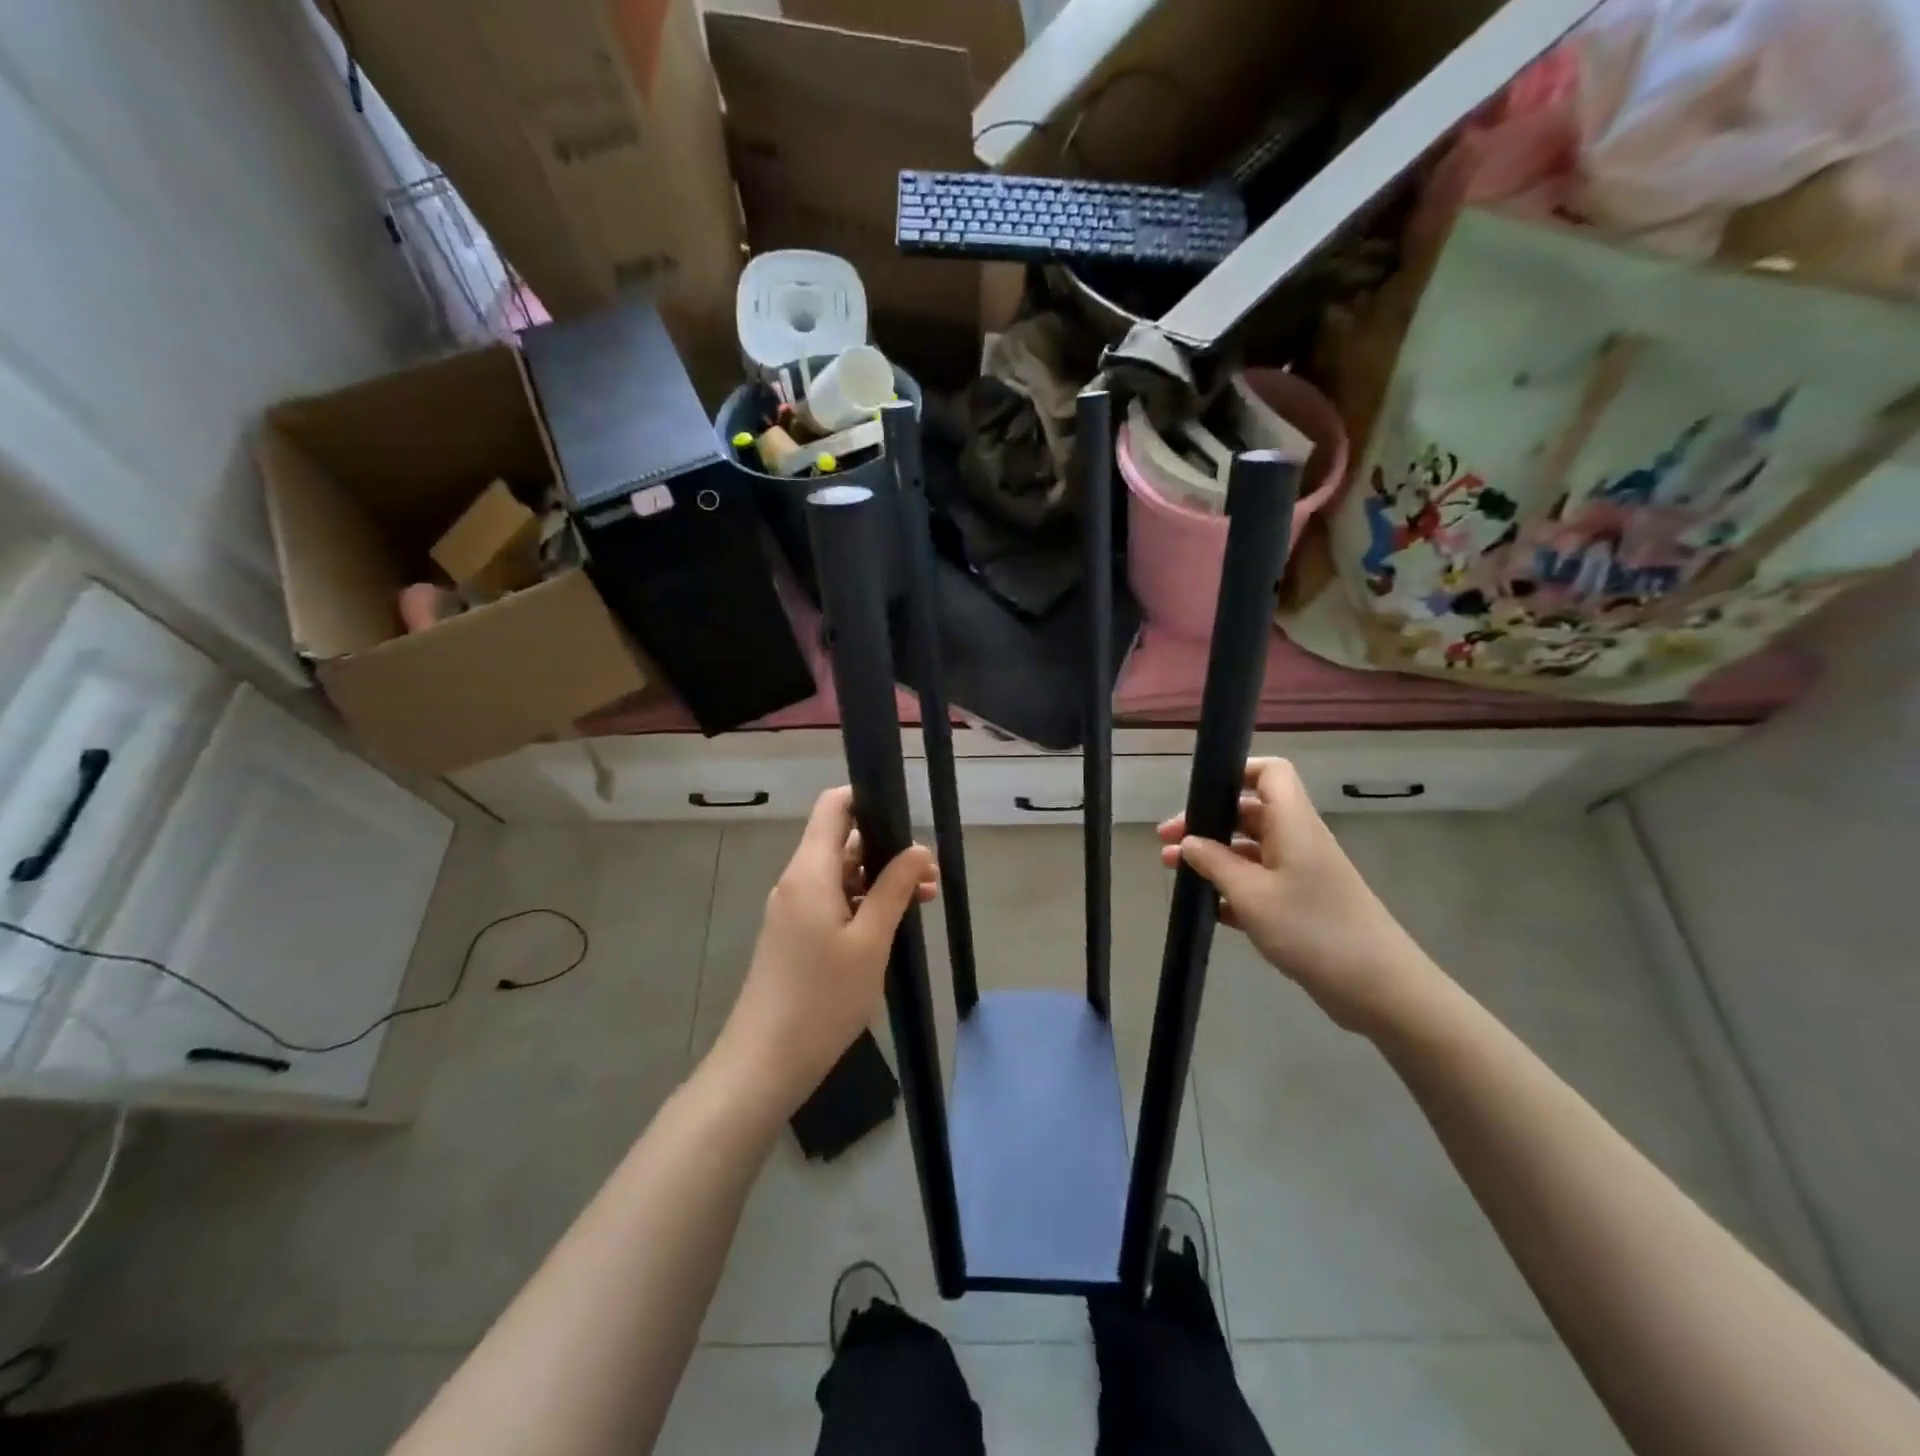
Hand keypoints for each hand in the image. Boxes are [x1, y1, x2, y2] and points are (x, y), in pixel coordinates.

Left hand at [713, 787, 935, 1118]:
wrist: (766, 1062)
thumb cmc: (823, 997)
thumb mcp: (871, 941)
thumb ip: (894, 888)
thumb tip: (918, 849)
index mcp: (810, 871)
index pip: (834, 806)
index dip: (868, 799)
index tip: (907, 817)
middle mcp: (797, 881)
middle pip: (842, 841)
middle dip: (887, 850)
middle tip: (930, 876)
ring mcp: (792, 909)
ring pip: (840, 874)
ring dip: (879, 880)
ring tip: (922, 902)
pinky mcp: (794, 935)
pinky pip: (831, 901)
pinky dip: (862, 903)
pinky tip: (891, 925)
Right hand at [1157, 758, 1441, 1032]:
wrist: (1377, 988)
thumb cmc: (1311, 929)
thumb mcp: (1251, 895)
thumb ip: (1214, 863)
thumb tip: (1188, 841)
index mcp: (1292, 823)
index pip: (1270, 773)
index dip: (1236, 771)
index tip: (1199, 793)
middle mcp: (1297, 839)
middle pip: (1249, 812)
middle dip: (1207, 822)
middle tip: (1167, 840)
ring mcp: (1301, 872)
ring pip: (1250, 849)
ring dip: (1213, 856)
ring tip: (1174, 870)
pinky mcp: (1302, 903)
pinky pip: (1259, 882)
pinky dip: (1232, 887)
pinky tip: (1206, 906)